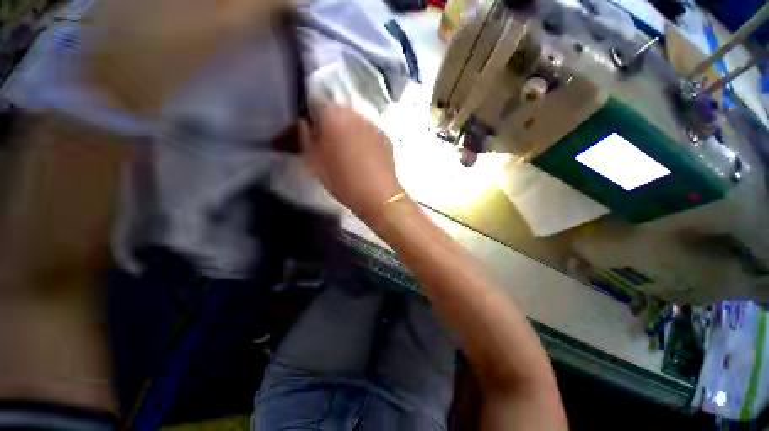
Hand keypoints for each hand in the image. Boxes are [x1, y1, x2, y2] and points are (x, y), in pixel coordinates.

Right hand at [300, 105, 402, 221]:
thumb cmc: (344, 180)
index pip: (313, 104)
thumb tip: (305, 125)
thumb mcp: (314, 160)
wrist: (378, 195)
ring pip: (352, 122)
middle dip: (325, 125)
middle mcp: (354, 114)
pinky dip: (359, 139)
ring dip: (343, 132)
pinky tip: (358, 155)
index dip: (305, 119)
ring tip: (341, 153)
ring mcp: (372, 125)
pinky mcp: (385, 137)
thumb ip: (305, 136)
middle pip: (334, 113)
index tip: (303, 133)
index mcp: (333, 115)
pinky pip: (366, 133)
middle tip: (321, 144)